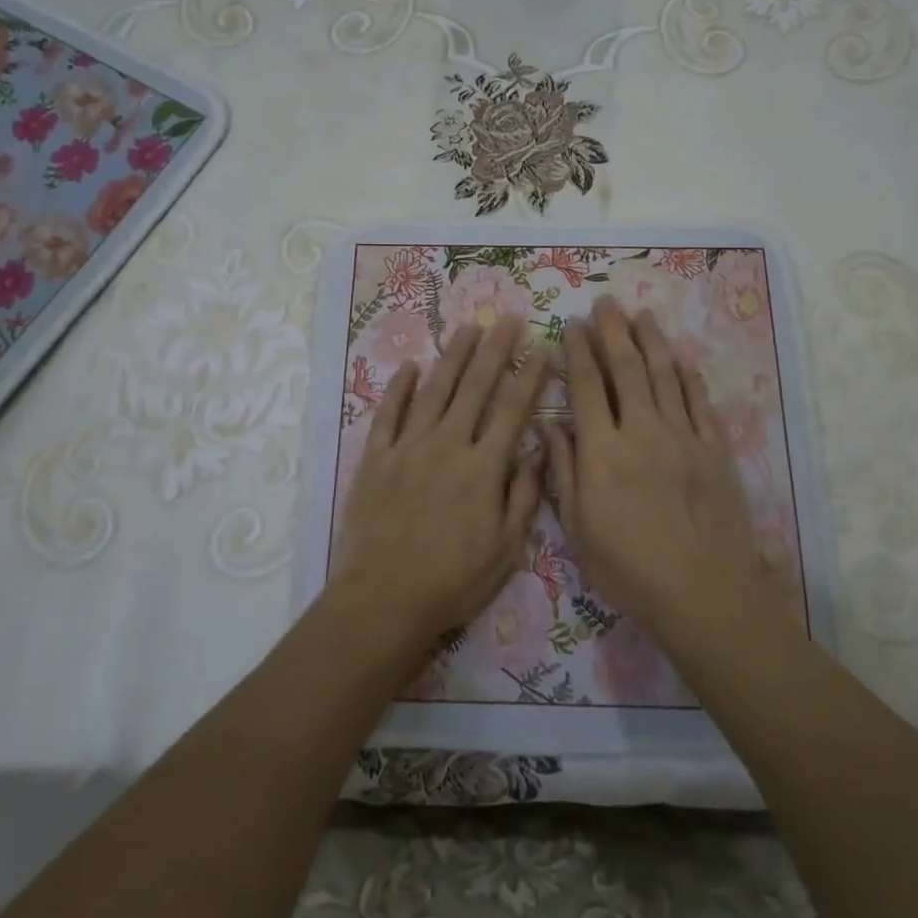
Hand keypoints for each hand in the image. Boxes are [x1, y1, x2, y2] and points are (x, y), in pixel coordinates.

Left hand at [331, 319, 551, 653]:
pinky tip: (409, 366)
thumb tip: (535, 449)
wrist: (385, 598)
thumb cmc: (453, 580)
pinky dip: (398, 388)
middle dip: (495, 350)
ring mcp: (408, 448)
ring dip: (452, 357)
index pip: (513, 410)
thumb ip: (523, 495)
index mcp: (483, 467)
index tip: (542, 347)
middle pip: (475, 388)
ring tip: (468, 328)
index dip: (530, 376)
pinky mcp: (376, 458)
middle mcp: (447, 445)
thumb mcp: (507, 548)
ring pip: (434, 391)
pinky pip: (388, 415)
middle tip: (508, 318)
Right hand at [544, 298, 765, 644]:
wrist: (702, 592)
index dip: (578, 351)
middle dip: (613, 332)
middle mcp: (642, 431)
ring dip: (652, 342)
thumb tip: (550, 428)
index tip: (572, 325)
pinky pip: (701, 403)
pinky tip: (682, 360)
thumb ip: (563, 473)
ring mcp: (683, 437)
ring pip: (665, 376)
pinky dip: (690, 377)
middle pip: (627, 369)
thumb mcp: (578, 529)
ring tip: (642, 315)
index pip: (587, 386)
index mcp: (602, 450)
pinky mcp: (715, 451)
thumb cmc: (629, 568)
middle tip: (605, 303)